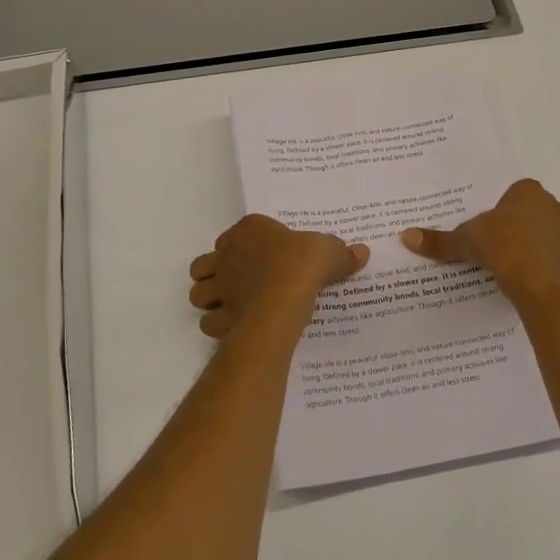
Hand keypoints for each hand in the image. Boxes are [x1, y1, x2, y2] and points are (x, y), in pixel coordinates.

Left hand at [187, 215, 369, 339]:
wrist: (286, 293)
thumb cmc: (304, 261)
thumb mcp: (330, 250)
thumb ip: (342, 253)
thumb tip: (362, 253)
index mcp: (249, 231)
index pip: (234, 235)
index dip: (242, 247)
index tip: (260, 257)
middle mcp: (227, 256)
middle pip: (205, 265)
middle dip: (215, 274)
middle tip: (237, 283)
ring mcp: (220, 287)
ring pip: (198, 294)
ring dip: (210, 300)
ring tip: (232, 306)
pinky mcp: (220, 317)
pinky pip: (209, 323)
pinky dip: (219, 326)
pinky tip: (236, 328)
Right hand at [401, 178, 559, 300]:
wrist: (527, 277)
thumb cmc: (497, 244)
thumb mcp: (463, 239)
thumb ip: (438, 240)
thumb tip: (405, 236)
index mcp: (529, 195)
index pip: (529, 189)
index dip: (521, 202)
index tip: (508, 216)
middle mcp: (553, 211)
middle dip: (557, 221)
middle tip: (535, 235)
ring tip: (548, 255)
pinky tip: (548, 280)